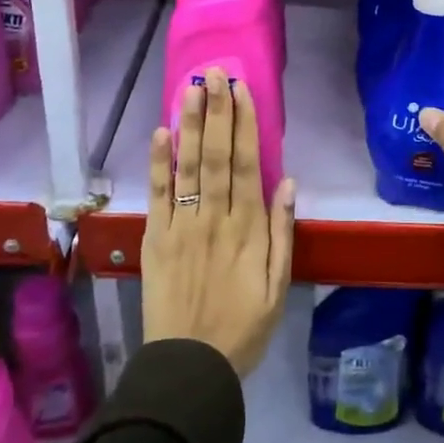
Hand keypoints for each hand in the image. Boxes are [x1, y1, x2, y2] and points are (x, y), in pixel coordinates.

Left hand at [143, 69, 295, 376]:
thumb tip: (288, 182)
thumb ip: (283, 233)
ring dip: (189, 125)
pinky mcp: (155, 239)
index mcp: (248, 228)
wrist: (189, 369)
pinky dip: (158, 164)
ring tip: (190, 88)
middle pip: (215, 155)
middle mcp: (214, 218)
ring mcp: (181, 226)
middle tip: (214, 74)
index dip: (245, 125)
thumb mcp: (278, 287)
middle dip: (216, 111)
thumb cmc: (242, 328)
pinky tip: (161, 133)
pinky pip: (157, 195)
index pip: (246, 164)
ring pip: (187, 167)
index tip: (243, 91)